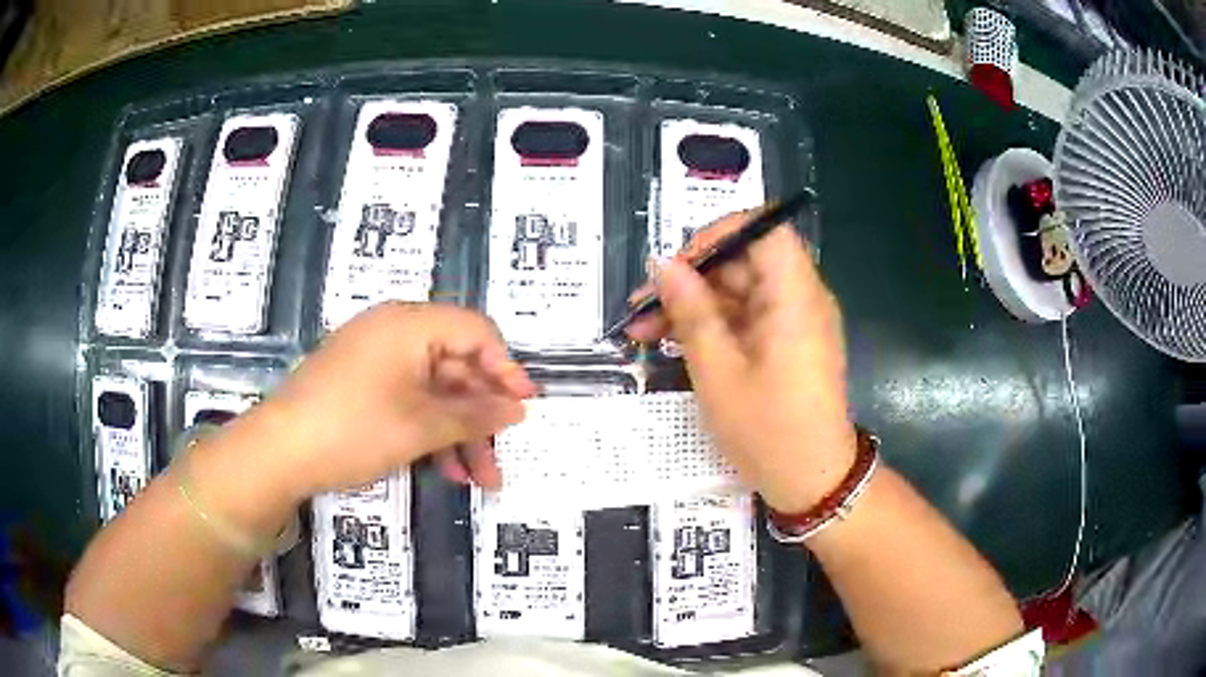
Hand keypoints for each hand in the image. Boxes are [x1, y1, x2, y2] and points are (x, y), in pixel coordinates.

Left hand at [248, 303, 536, 499]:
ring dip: (459, 433)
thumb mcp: (420, 426)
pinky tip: (445, 468)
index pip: (475, 332)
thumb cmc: (353, 429)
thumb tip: (517, 409)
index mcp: (409, 324)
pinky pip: (409, 400)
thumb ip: (474, 415)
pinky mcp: (363, 385)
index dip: (505, 369)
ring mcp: (376, 359)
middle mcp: (394, 332)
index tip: (524, 409)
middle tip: (500, 460)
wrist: (279, 451)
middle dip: (481, 417)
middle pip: (456, 366)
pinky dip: (430, 431)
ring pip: (434, 391)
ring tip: (478, 479)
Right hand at [628, 212, 856, 513]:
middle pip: (744, 261)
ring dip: (692, 304)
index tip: (677, 263)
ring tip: (642, 330)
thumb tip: (664, 265)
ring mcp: (794, 322)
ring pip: (739, 291)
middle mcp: (801, 299)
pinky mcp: (787, 343)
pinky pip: (746, 317)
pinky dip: (712, 325)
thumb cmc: (768, 431)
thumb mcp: (718, 372)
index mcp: (795, 297)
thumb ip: (691, 312)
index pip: (765, 229)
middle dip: (690, 277)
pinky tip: (672, 342)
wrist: (812, 482)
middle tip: (642, 306)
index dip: (719, 234)